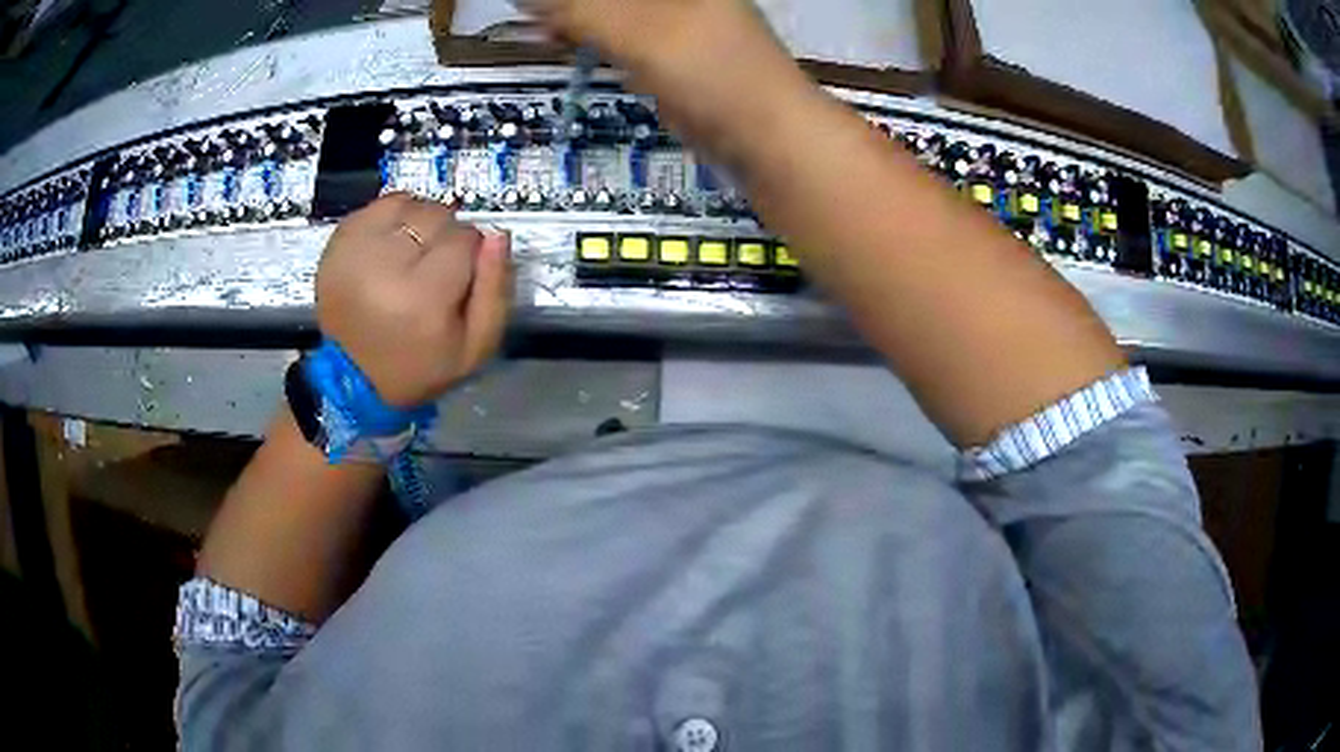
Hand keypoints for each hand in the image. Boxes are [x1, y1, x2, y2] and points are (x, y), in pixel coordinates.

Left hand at [315, 193, 511, 407]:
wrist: (354, 380)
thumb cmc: (420, 367)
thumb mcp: (475, 347)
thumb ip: (495, 290)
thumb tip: (497, 235)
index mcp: (423, 296)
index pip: (465, 238)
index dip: (470, 253)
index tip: (461, 276)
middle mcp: (386, 265)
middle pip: (436, 215)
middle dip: (445, 235)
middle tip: (435, 267)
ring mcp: (356, 250)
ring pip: (408, 205)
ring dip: (419, 222)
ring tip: (413, 253)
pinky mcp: (337, 243)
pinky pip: (378, 206)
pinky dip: (392, 217)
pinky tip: (392, 243)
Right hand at [526, 0, 810, 165]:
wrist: (765, 140)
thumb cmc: (711, 71)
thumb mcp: (639, 32)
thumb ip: (581, 9)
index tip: (531, 5)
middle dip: (568, 6)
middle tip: (528, 14)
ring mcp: (675, 23)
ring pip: (609, 12)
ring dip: (572, 18)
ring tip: (538, 27)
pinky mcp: (668, 54)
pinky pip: (617, 36)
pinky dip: (588, 37)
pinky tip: (562, 41)